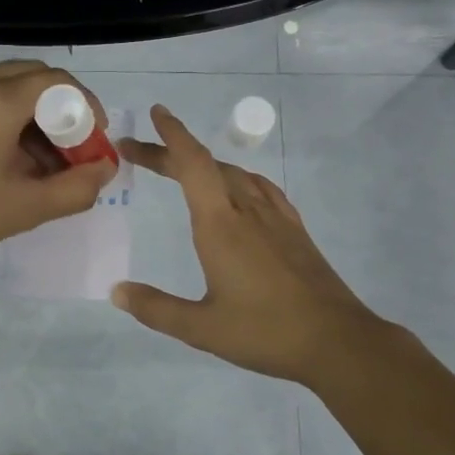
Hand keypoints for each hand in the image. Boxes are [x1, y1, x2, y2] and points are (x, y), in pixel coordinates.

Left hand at [0, 61, 116, 275]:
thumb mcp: (23, 208)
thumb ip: (75, 188)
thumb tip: (105, 169)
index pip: (60, 83)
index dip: (88, 109)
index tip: (95, 145)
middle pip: (35, 78)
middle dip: (63, 112)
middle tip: (72, 154)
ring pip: (9, 87)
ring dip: (36, 117)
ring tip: (43, 164)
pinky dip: (8, 119)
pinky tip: (9, 160)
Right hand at [112, 105, 385, 383]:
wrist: (337, 341)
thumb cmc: (265, 332)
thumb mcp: (202, 328)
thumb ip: (156, 308)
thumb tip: (116, 291)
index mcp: (221, 226)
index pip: (193, 164)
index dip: (172, 135)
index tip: (155, 113)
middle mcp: (248, 211)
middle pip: (207, 165)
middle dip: (171, 152)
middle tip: (139, 153)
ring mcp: (276, 218)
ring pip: (235, 174)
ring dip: (204, 165)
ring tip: (181, 172)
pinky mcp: (295, 230)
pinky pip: (262, 188)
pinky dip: (238, 178)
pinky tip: (238, 191)